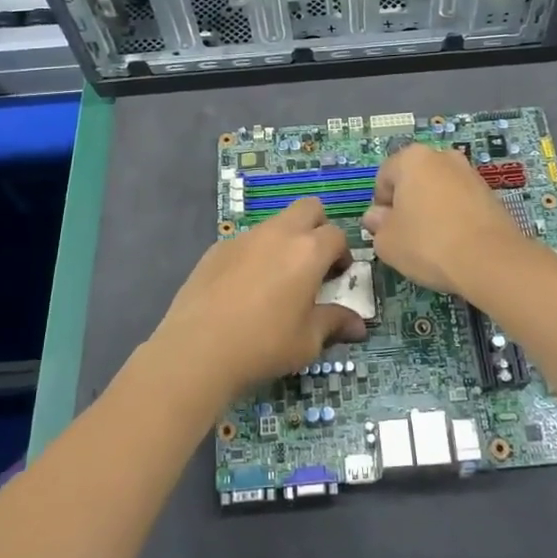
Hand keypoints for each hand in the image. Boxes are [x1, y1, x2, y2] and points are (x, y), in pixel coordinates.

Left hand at [149, 198, 366, 405]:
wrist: (197, 349)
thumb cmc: (264, 344)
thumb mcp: (308, 341)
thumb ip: (334, 323)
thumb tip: (358, 327)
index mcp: (308, 251)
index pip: (337, 235)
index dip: (342, 254)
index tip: (336, 278)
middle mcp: (278, 234)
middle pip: (308, 208)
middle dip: (317, 228)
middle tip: (313, 264)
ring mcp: (244, 238)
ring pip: (275, 224)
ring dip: (284, 241)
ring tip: (276, 281)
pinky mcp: (217, 249)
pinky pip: (246, 242)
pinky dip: (254, 255)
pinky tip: (243, 290)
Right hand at [362, 142, 525, 297]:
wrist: (491, 261)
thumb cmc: (428, 244)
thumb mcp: (387, 242)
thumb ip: (377, 225)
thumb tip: (377, 217)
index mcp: (412, 158)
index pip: (384, 176)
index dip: (380, 205)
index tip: (386, 229)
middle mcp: (442, 156)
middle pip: (414, 180)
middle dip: (407, 203)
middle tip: (407, 235)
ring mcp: (470, 173)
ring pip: (439, 190)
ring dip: (431, 210)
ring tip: (433, 242)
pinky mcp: (490, 193)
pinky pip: (460, 202)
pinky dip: (454, 217)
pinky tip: (455, 243)